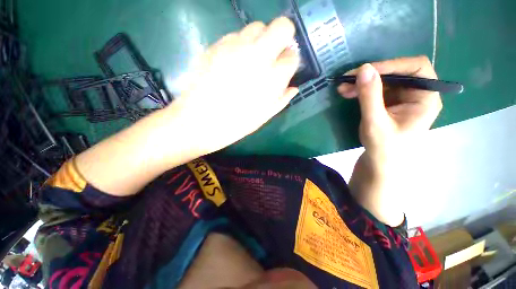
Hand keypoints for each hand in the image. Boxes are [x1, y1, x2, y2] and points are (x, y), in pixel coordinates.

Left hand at [172, 17, 299, 154]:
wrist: (200, 121)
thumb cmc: (236, 124)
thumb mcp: (264, 116)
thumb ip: (282, 99)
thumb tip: (293, 87)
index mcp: (272, 78)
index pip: (292, 56)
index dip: (290, 60)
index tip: (285, 67)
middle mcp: (258, 56)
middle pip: (281, 27)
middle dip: (283, 37)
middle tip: (274, 54)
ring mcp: (235, 47)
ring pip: (257, 27)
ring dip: (261, 40)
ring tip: (252, 59)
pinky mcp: (217, 45)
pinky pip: (235, 35)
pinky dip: (240, 44)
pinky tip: (234, 61)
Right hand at [338, 56, 441, 225]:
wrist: (380, 164)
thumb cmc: (383, 148)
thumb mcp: (375, 122)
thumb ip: (370, 96)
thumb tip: (364, 68)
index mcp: (425, 98)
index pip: (416, 68)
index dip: (391, 65)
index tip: (365, 70)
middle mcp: (417, 94)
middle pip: (397, 73)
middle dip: (371, 75)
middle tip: (347, 80)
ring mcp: (402, 98)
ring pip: (384, 81)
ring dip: (362, 83)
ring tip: (342, 88)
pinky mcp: (389, 103)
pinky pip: (376, 90)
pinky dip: (361, 90)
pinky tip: (347, 93)